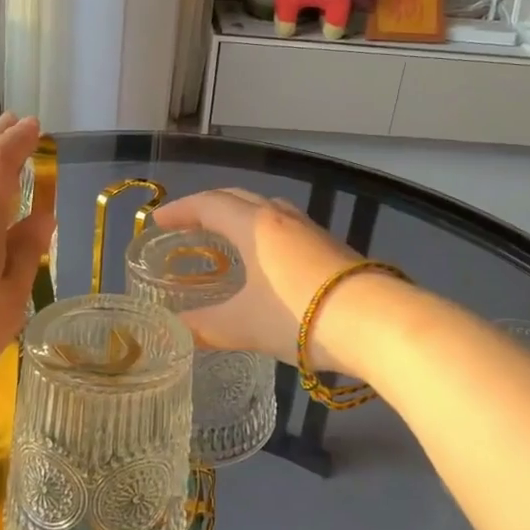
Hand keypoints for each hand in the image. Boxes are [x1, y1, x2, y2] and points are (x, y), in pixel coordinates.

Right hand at [149, 189, 361, 368]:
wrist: (372, 320)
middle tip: (187, 226)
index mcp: (253, 224)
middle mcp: (281, 217)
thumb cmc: (296, 314)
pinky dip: (264, 234)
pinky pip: (286, 228)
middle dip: (208, 208)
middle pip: (237, 198)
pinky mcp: (332, 247)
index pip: (208, 204)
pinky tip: (268, 261)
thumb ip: (204, 326)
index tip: (158, 221)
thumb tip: (175, 330)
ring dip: (240, 217)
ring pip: (266, 210)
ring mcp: (310, 229)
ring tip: (226, 239)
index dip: (180, 210)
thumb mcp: (242, 325)